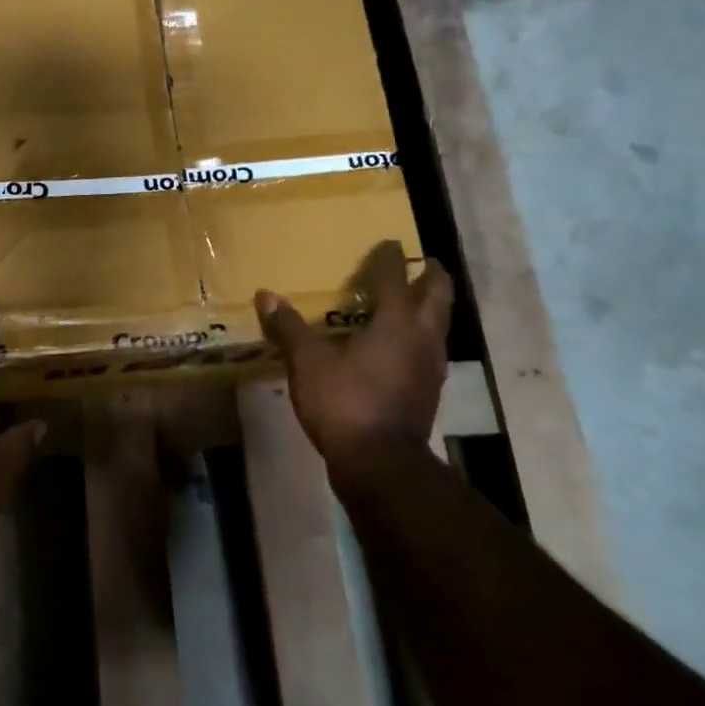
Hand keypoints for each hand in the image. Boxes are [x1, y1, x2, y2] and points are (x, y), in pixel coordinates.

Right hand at [255, 242, 454, 468]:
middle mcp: (422, 338)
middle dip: (432, 277)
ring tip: (414, 301)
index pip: (395, 279)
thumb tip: (266, 295)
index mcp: (397, 323)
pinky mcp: (428, 391)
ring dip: (430, 308)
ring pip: (439, 325)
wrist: (380, 463)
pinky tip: (402, 347)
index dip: (390, 259)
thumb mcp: (308, 363)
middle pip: (438, 297)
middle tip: (423, 263)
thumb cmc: (345, 402)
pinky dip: (420, 338)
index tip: (388, 243)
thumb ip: (289, 328)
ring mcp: (431, 367)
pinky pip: (429, 351)